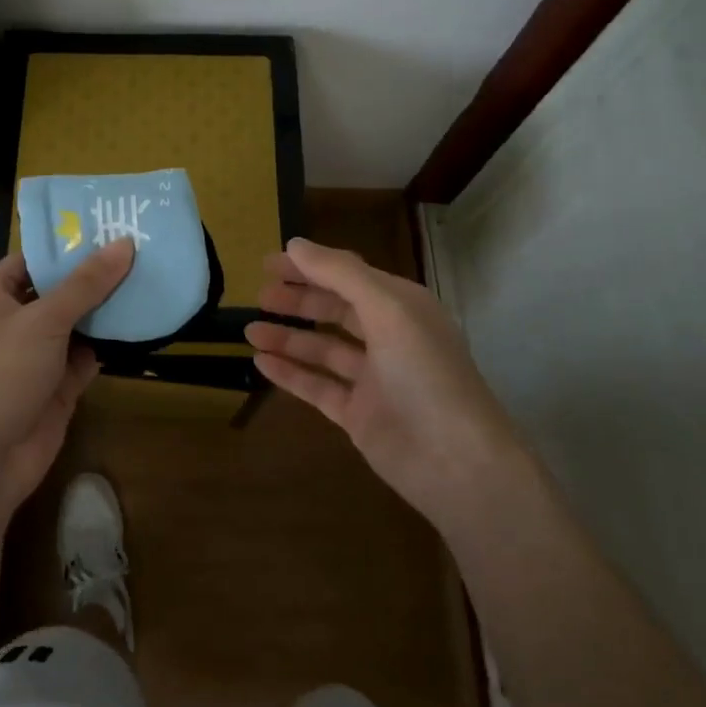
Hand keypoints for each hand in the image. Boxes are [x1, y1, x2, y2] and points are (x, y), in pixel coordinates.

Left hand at [0, 240, 135, 517]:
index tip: (108, 229)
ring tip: (150, 279)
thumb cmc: (3, 372)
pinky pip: (86, 356)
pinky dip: (108, 344)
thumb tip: (124, 243)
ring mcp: (36, 355)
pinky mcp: (57, 384)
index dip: (67, 245)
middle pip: (58, 290)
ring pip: (76, 324)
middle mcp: (13, 321)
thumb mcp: (44, 319)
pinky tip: (141, 324)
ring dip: (106, 310)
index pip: (32, 259)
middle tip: (141, 251)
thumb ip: (86, 283)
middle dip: (94, 276)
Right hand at [244, 238, 515, 524]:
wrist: (455, 462)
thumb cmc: (425, 373)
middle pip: (335, 310)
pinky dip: (290, 373)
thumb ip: (340, 274)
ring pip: (323, 349)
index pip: (349, 276)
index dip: (310, 266)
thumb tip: (295, 244)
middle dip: (298, 300)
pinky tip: (260, 363)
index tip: (269, 263)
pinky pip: (317, 386)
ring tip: (249, 330)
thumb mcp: (387, 310)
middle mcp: (389, 338)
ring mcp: (373, 379)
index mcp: (402, 307)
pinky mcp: (358, 414)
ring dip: (288, 337)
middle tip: (259, 296)